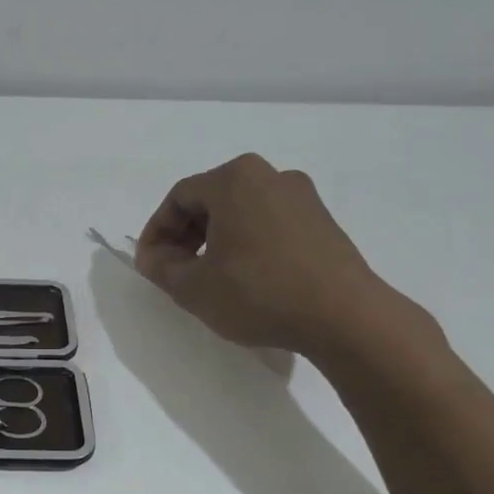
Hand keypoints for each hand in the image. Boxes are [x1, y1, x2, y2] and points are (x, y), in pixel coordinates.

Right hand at [134, 154, 428, 361]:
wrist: (344, 317)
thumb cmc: (258, 292)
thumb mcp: (193, 287)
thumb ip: (161, 267)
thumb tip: (152, 257)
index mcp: (234, 179)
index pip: (178, 198)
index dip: (156, 231)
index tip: (149, 264)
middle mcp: (270, 176)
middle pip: (211, 200)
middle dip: (185, 236)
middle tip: (174, 271)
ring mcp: (302, 197)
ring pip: (241, 213)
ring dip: (216, 241)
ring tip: (208, 278)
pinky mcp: (323, 222)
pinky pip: (269, 225)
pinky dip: (247, 245)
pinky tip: (245, 279)